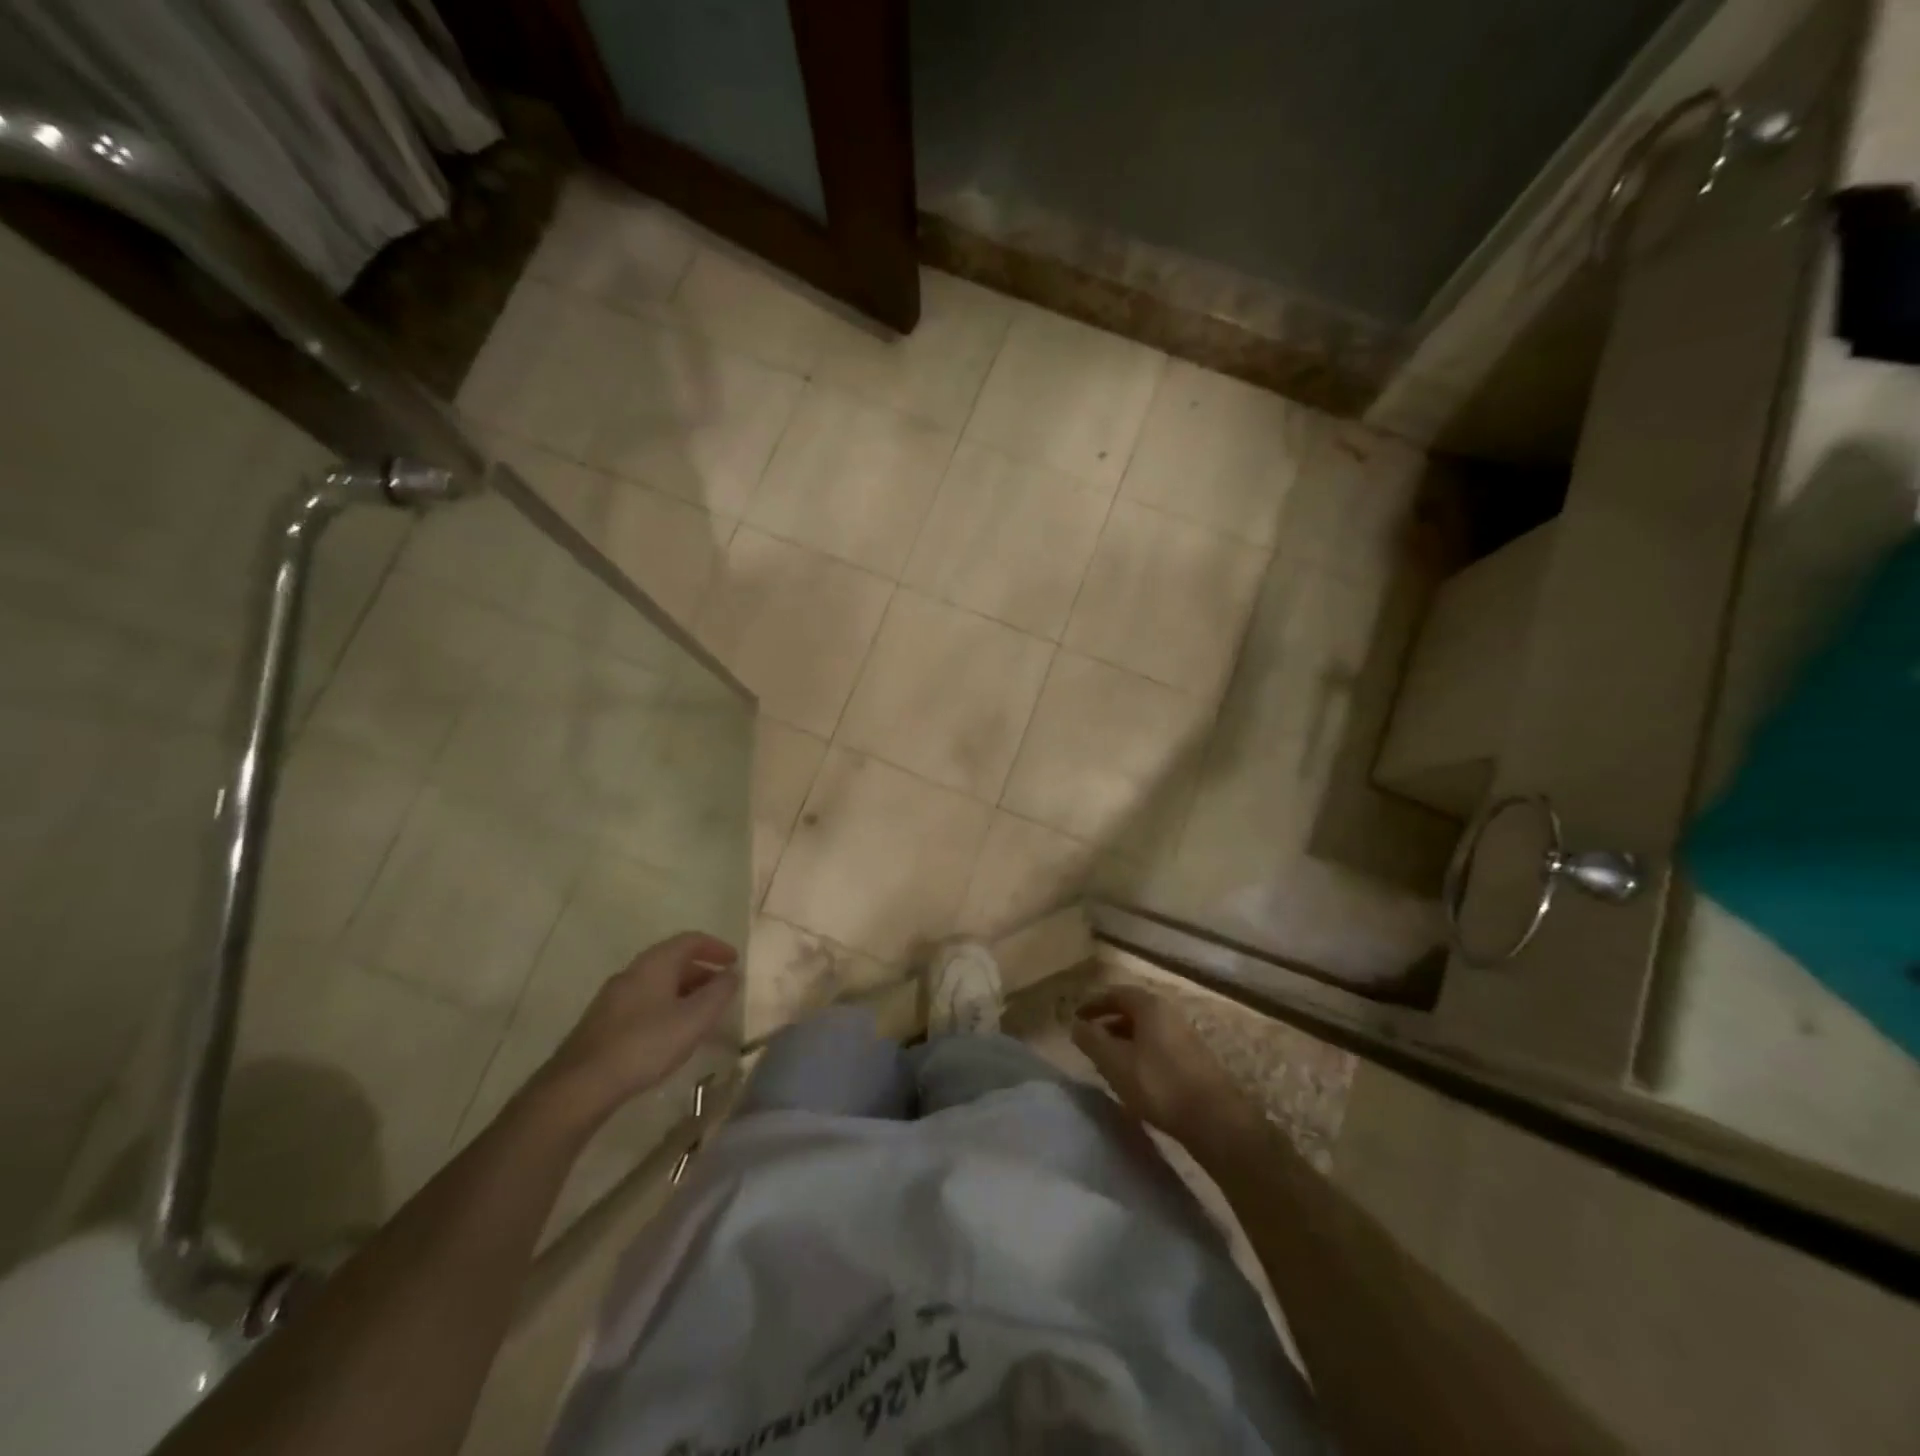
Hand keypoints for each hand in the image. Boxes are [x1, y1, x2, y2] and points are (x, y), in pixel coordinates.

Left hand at [534, 932, 739, 1126]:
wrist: (580, 1085)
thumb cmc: (645, 1044)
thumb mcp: (694, 1020)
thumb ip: (718, 994)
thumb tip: (732, 975)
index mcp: (655, 964)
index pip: (690, 940)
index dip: (716, 947)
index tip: (734, 961)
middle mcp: (632, 972)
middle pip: (673, 960)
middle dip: (702, 971)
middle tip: (722, 990)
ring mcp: (613, 997)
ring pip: (657, 983)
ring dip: (684, 991)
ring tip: (701, 1014)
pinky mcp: (603, 1022)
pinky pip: (644, 1002)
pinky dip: (666, 1006)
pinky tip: (671, 1033)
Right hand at [1072, 984, 1252, 1144]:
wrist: (1215, 1120)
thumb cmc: (1159, 1084)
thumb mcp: (1115, 1062)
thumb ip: (1092, 1041)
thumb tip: (1076, 1025)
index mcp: (1150, 1006)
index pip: (1115, 993)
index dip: (1093, 1004)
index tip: (1076, 1018)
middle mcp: (1169, 1013)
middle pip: (1132, 1010)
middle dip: (1108, 1023)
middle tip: (1090, 1040)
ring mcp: (1185, 1036)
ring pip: (1146, 1030)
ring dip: (1124, 1040)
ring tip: (1108, 1061)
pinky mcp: (1195, 1059)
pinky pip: (1159, 1046)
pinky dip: (1140, 1053)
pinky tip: (1135, 1077)